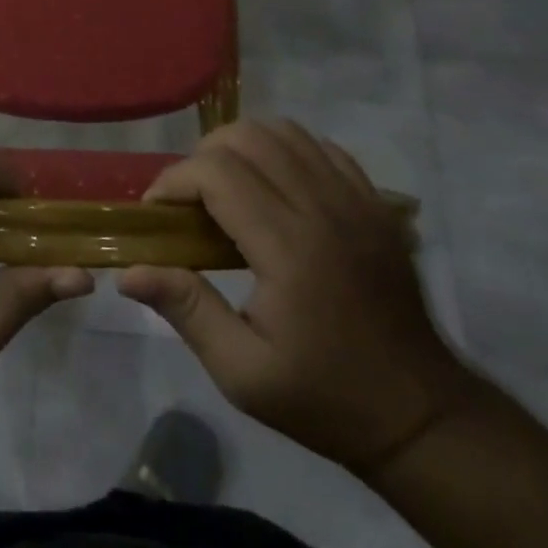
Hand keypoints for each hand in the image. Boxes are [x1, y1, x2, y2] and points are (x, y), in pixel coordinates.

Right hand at [120, 120, 474, 475]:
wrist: (419, 415)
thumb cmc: (323, 398)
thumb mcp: (243, 373)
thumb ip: (187, 309)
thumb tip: (128, 271)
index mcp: (289, 248)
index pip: (218, 173)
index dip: (174, 180)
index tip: (156, 212)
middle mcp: (323, 208)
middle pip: (248, 137)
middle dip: (203, 157)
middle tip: (189, 201)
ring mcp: (356, 199)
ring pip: (285, 132)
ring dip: (243, 147)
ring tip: (227, 188)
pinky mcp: (375, 203)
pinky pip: (322, 147)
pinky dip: (286, 151)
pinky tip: (275, 186)